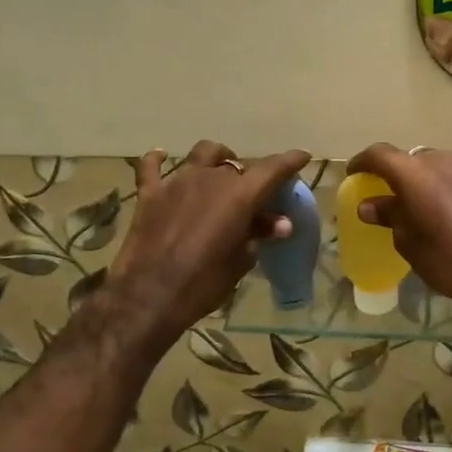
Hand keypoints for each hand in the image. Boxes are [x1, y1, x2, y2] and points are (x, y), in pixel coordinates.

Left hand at [103, 141, 311, 352]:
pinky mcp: (150, 193)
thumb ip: (258, 235)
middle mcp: (211, 178)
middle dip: (248, 175)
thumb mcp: (239, 262)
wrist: (149, 297)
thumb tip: (280, 224)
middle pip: (237, 165)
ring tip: (219, 169)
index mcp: (239, 195)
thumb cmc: (203, 283)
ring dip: (215, 158)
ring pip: (203, 154)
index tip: (302, 157)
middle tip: (251, 194)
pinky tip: (160, 156)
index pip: (272, 169)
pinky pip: (151, 166)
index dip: (289, 161)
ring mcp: (177, 182)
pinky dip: (158, 159)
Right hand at [345, 143, 451, 320]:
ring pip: (434, 166)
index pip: (379, 154)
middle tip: (388, 198)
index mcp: (414, 173)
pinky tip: (446, 212)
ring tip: (418, 207)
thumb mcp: (410, 243)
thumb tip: (370, 205)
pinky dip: (443, 187)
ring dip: (422, 181)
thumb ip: (389, 217)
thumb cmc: (450, 260)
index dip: (362, 162)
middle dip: (395, 175)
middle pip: (409, 160)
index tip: (353, 175)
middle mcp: (440, 159)